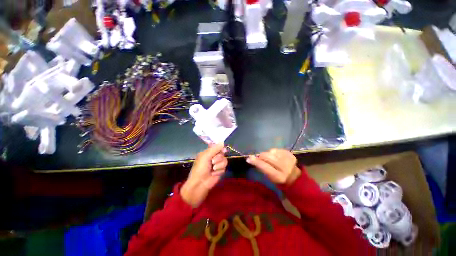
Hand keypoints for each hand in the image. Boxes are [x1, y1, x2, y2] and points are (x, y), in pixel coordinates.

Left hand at [181, 144, 227, 207]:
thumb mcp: (205, 156)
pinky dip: (219, 171)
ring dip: (219, 165)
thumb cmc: (200, 168)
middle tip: (212, 161)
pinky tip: (214, 174)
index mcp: (208, 152)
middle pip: (222, 153)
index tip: (223, 150)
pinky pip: (224, 167)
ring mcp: (217, 164)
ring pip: (225, 160)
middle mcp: (213, 157)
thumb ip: (214, 149)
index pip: (217, 147)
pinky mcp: (220, 171)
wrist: (200, 183)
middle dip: (218, 158)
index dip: (221, 148)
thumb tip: (222, 142)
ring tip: (213, 169)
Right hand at [246, 149, 300, 184]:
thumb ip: (261, 167)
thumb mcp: (269, 177)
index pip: (264, 167)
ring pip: (272, 151)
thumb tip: (251, 158)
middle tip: (260, 157)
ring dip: (268, 153)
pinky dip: (274, 152)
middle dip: (261, 156)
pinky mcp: (290, 154)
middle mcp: (285, 168)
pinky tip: (276, 156)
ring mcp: (289, 160)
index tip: (249, 158)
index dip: (256, 162)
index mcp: (278, 177)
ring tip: (270, 158)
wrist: (294, 177)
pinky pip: (277, 149)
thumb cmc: (278, 178)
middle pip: (268, 156)